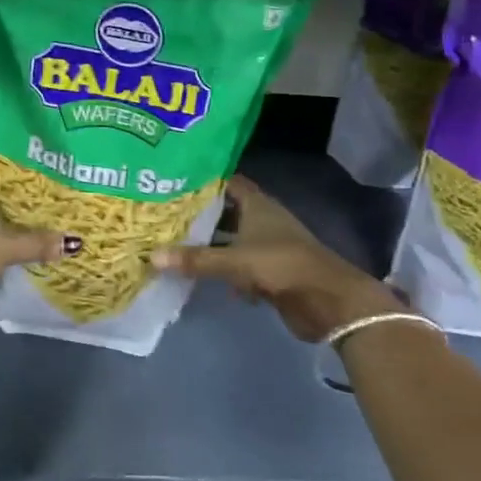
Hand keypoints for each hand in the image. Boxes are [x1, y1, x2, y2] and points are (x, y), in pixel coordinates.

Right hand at [152, 176, 405, 341]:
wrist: (328, 301)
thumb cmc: (282, 266)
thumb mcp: (235, 260)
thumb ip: (196, 259)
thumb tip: (152, 256)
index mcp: (258, 205)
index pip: (229, 181)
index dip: (205, 179)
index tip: (175, 180)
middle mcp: (263, 220)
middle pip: (227, 210)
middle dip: (201, 213)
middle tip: (165, 213)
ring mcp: (268, 246)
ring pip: (232, 239)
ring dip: (210, 243)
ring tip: (174, 242)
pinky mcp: (270, 272)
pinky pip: (239, 266)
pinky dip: (224, 269)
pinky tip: (200, 275)